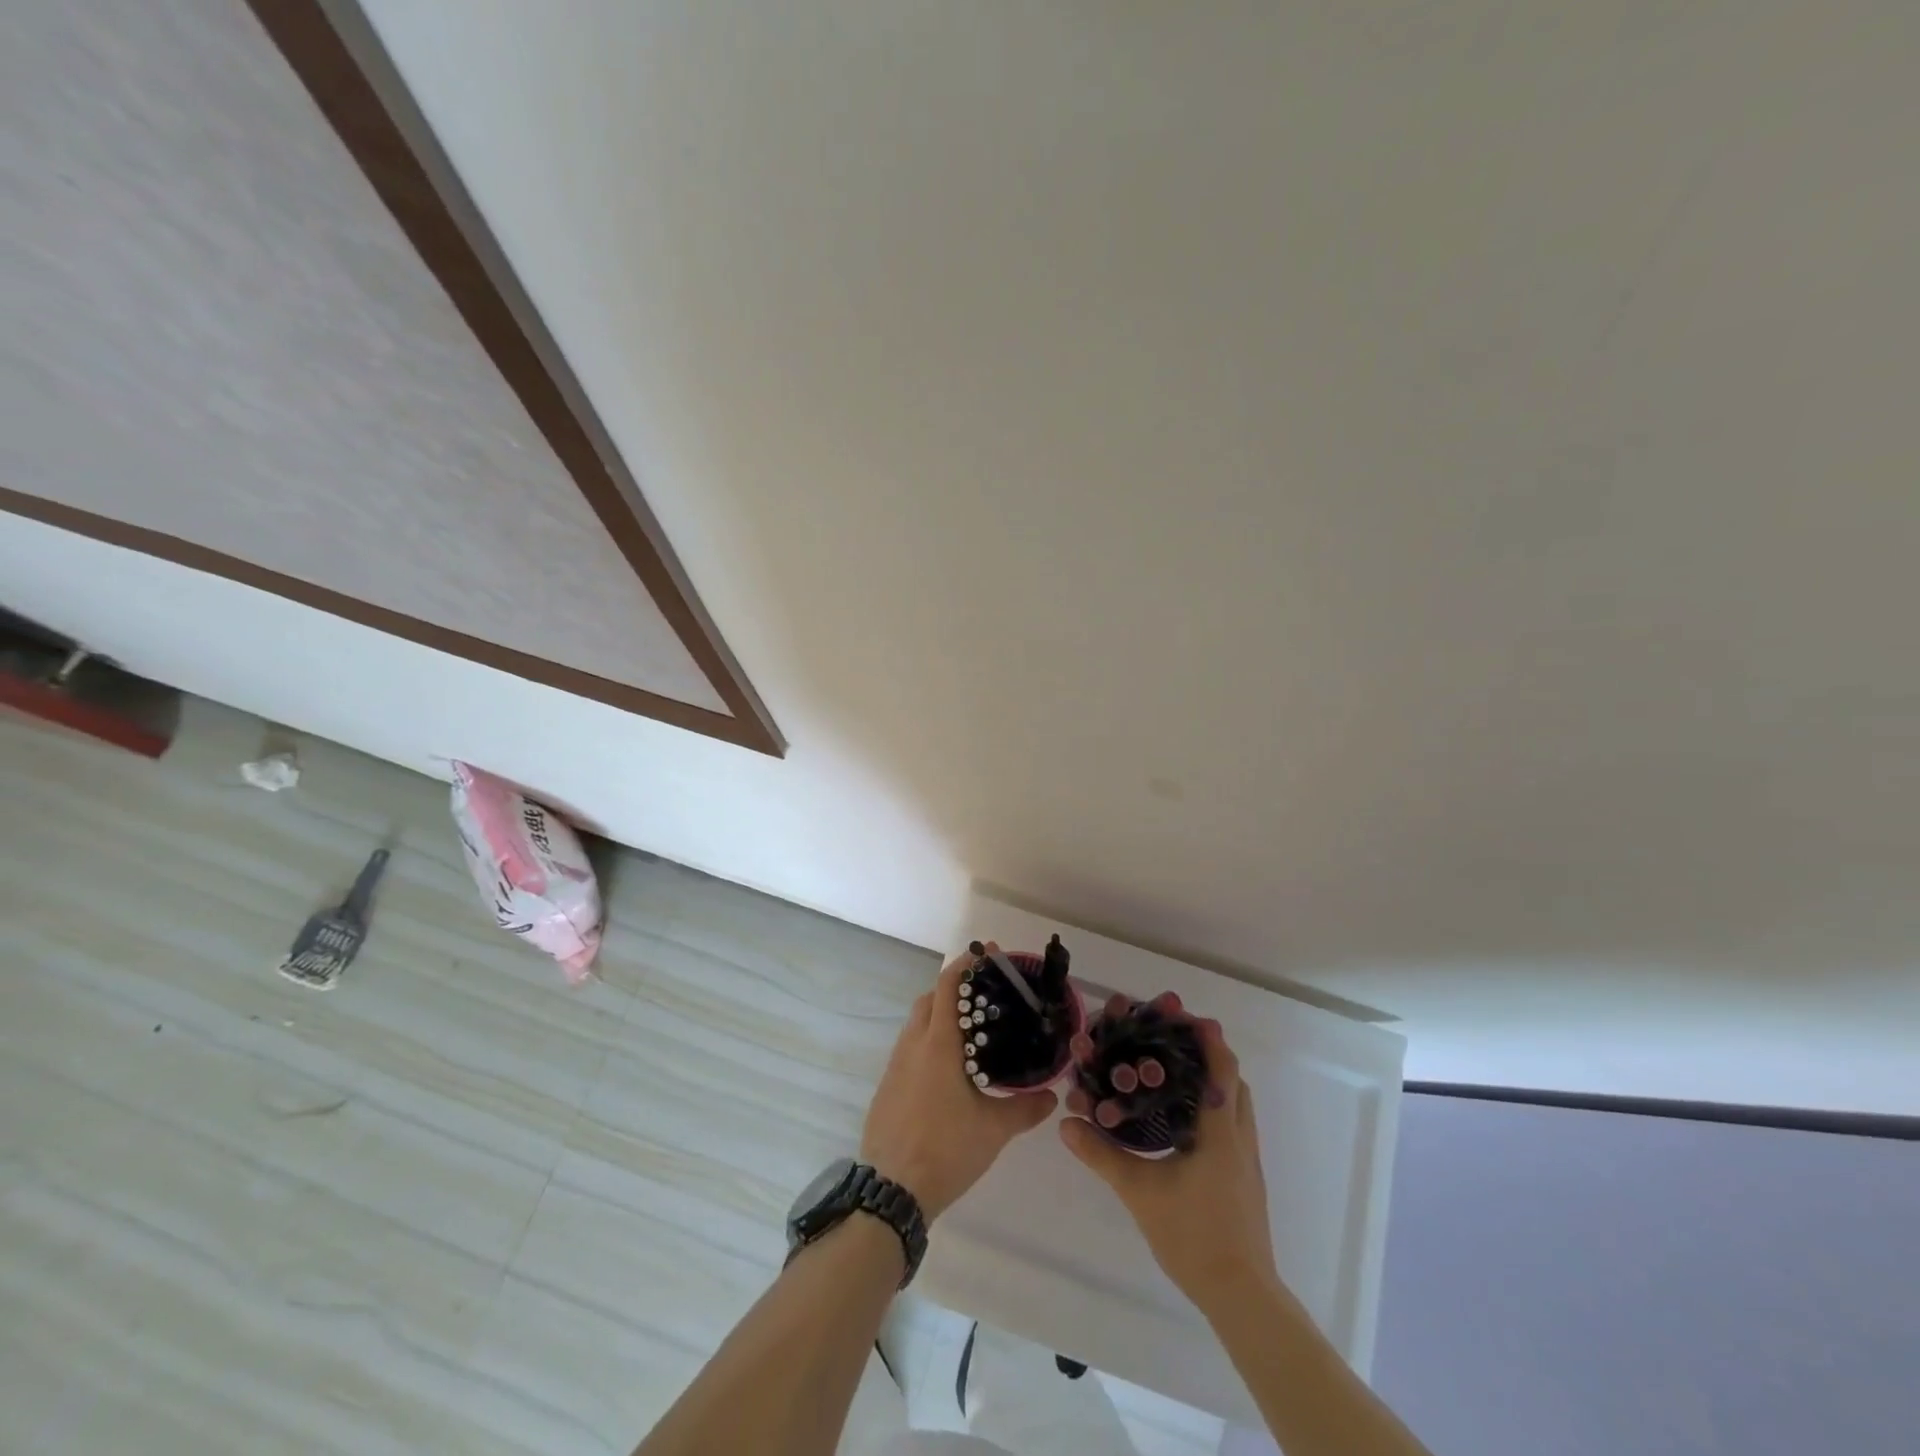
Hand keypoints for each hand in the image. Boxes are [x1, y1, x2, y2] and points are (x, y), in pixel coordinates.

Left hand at [860, 944, 1056, 1219]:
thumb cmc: (946, 1149)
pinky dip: (927, 1045)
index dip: (965, 965)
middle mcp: (912, 1046)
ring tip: (970, 1035)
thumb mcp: (993, 1130)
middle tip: (983, 999)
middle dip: (952, 990)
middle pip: (928, 1000)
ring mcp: (895, 1067)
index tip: (986, 954)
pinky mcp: (887, 1088)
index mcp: (937, 1045)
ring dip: (938, 1018)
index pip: (947, 986)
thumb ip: (1025, 1108)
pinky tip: (947, 1072)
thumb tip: (1052, 1096)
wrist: (892, 1191)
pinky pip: (908, 1051)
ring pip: (916, 1026)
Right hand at [1060, 1018, 1279, 1312]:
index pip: (1222, 1070)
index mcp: (1220, 1132)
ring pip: (1238, 1104)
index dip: (1209, 1039)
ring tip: (1177, 1074)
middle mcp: (1240, 1138)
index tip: (1186, 1016)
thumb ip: (1103, 1155)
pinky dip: (1216, 1107)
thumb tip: (1066, 1122)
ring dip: (1215, 1081)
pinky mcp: (1247, 1178)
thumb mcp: (1141, 1193)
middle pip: (1234, 1081)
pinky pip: (1235, 1125)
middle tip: (1173, 1042)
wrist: (1241, 1295)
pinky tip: (1186, 1121)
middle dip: (1210, 1054)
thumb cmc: (1194, 1236)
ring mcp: (1248, 1160)